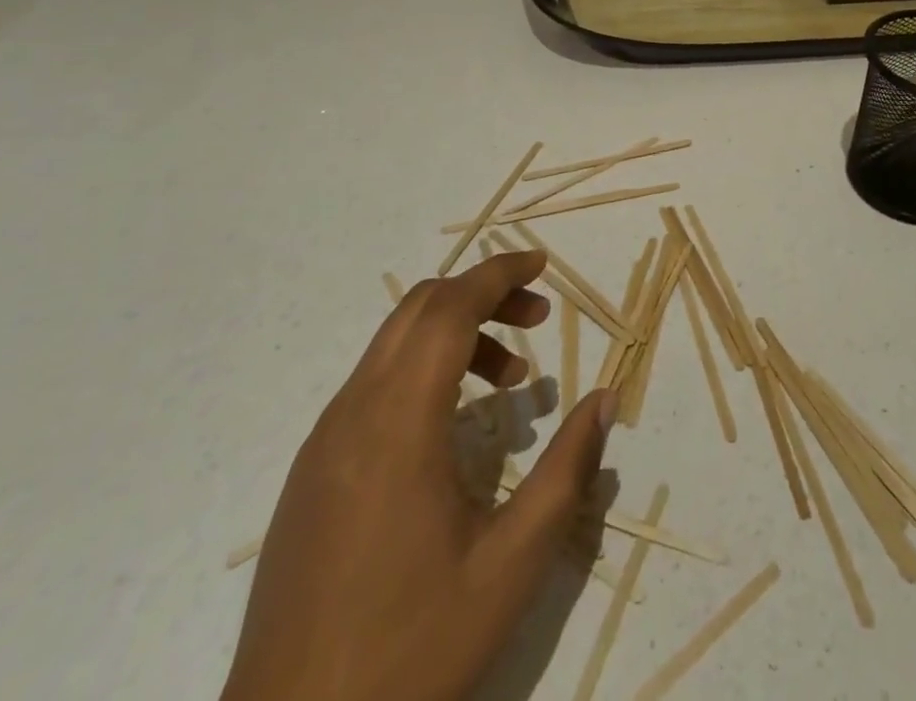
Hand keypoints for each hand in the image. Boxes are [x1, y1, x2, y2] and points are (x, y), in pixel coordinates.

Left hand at [221, 251, 616, 700]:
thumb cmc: (411, 650)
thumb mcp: (511, 565)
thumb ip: (566, 470)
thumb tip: (605, 399)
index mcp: (399, 423)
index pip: (450, 308)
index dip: (499, 273)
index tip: (542, 264)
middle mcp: (354, 412)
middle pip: (420, 310)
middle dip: (482, 294)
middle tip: (536, 319)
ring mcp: (324, 441)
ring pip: (394, 344)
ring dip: (454, 333)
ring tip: (508, 381)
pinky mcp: (311, 471)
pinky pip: (373, 384)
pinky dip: (422, 369)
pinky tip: (453, 428)